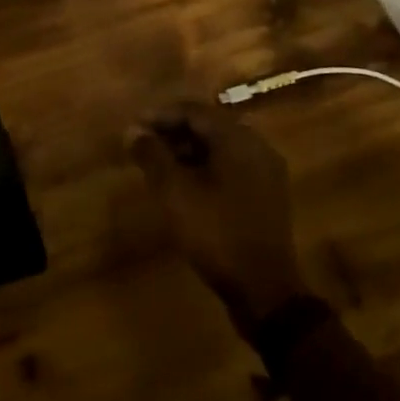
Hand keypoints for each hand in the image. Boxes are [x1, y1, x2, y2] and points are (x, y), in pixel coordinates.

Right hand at [127, 101, 311, 334]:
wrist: (265, 290)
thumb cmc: (216, 232)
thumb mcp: (174, 192)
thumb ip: (152, 156)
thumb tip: (133, 130)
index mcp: (238, 138)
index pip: (194, 111)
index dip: (160, 116)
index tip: (134, 126)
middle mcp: (257, 146)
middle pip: (209, 127)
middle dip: (173, 132)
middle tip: (143, 145)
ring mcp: (265, 172)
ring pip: (220, 148)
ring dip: (188, 151)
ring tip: (158, 166)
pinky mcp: (266, 196)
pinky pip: (231, 168)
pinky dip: (205, 168)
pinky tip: (184, 186)